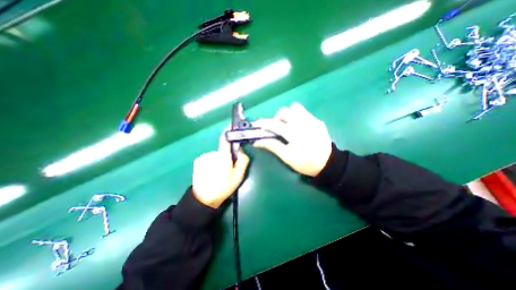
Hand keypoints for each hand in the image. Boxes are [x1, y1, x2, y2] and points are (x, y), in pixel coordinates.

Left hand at [193, 130, 250, 206]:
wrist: (204, 199)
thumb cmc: (223, 188)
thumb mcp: (238, 177)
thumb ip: (243, 161)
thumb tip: (242, 150)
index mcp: (222, 157)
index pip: (225, 139)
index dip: (229, 132)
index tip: (233, 127)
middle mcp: (212, 154)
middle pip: (222, 150)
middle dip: (227, 155)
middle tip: (229, 167)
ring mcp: (203, 157)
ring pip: (216, 155)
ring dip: (219, 160)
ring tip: (219, 172)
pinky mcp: (198, 160)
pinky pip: (209, 158)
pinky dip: (212, 162)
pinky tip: (211, 172)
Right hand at [253, 103, 329, 177]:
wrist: (328, 164)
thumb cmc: (306, 163)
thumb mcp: (287, 157)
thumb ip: (273, 146)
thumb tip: (257, 141)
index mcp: (294, 133)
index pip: (274, 124)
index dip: (264, 123)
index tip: (257, 124)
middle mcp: (303, 123)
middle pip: (285, 111)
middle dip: (277, 118)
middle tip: (278, 128)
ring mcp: (312, 120)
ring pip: (295, 108)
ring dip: (288, 114)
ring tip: (288, 125)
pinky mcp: (318, 121)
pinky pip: (304, 113)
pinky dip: (297, 117)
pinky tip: (300, 128)